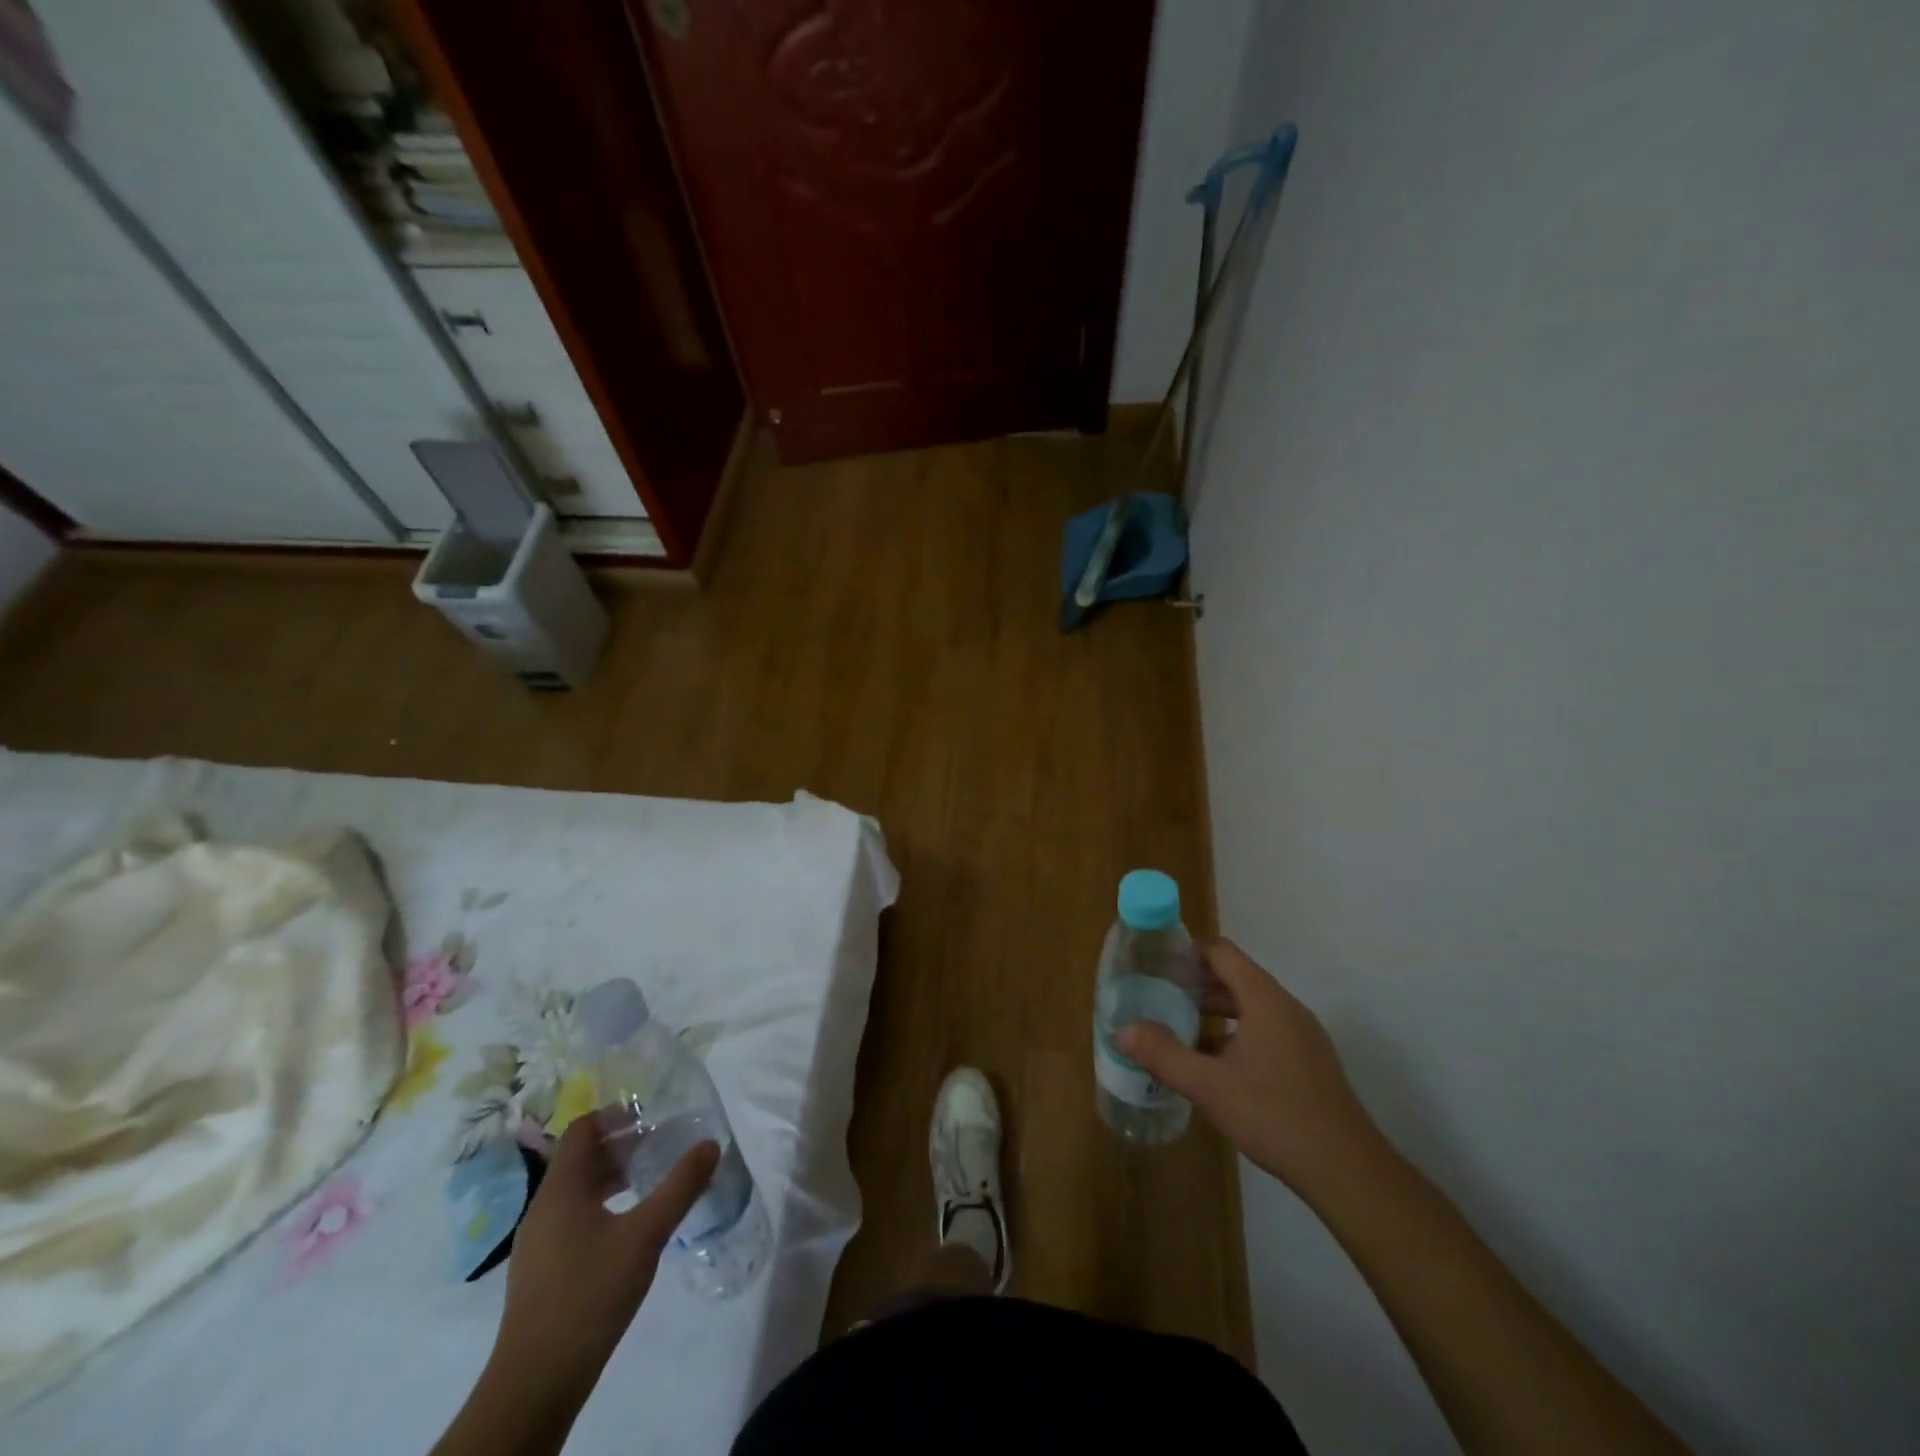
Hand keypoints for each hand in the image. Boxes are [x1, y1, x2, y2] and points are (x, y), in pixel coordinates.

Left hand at [494, 1115, 719, 1393]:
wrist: (536, 1383)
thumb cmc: (590, 1294)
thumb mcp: (646, 1235)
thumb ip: (680, 1187)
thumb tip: (711, 1144)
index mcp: (561, 1189)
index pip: (582, 1129)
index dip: (615, 1114)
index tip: (651, 1116)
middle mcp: (543, 1207)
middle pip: (580, 1157)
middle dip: (620, 1144)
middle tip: (660, 1143)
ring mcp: (538, 1241)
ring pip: (577, 1189)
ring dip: (613, 1175)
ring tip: (651, 1178)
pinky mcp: (542, 1269)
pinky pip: (573, 1216)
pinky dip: (602, 1204)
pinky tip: (630, 1225)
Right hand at [1115, 939, 1380, 1200]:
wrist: (1347, 1171)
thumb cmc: (1274, 1115)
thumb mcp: (1208, 1086)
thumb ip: (1163, 1054)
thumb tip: (1120, 1030)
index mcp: (1265, 1000)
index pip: (1222, 953)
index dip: (1188, 953)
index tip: (1156, 966)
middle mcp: (1286, 1008)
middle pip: (1236, 977)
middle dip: (1196, 984)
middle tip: (1159, 997)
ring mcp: (1302, 1035)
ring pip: (1251, 1007)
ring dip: (1215, 1012)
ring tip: (1179, 1029)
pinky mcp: (1309, 1062)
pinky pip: (1266, 1030)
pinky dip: (1236, 1034)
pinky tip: (1215, 1065)